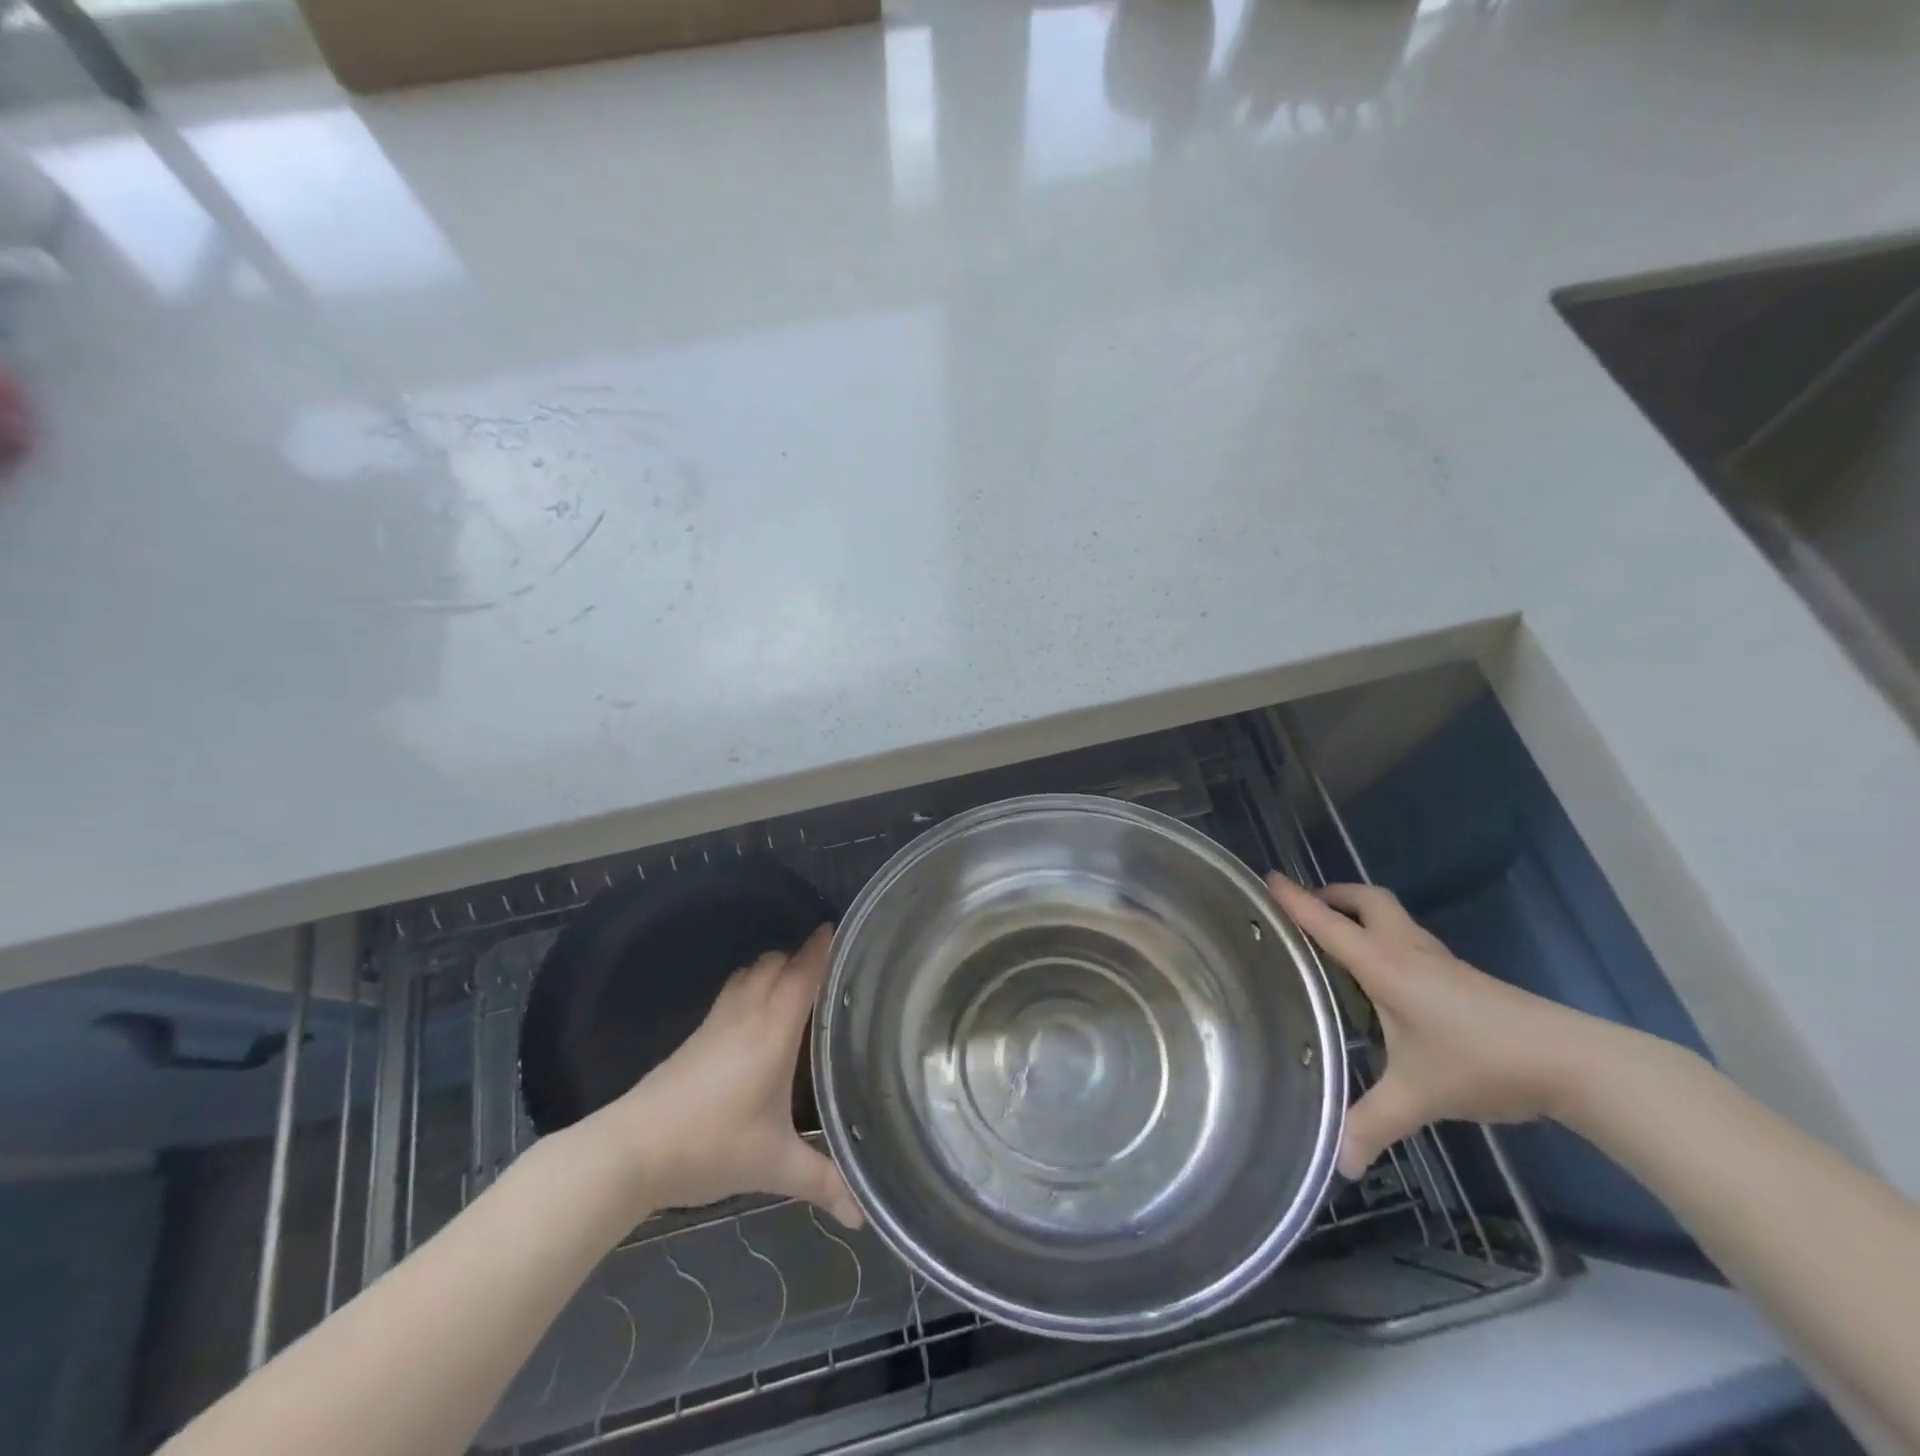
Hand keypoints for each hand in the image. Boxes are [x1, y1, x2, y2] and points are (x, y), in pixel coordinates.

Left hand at [591, 924, 863, 1227]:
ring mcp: (717, 1022)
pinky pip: (732, 992)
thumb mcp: (774, 1166)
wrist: (632, 1149)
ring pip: (750, 973)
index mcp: (772, 1032)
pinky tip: (757, 1013)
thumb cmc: (710, 1147)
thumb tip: (863, 1215)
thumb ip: (822, 1182)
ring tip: (797, 982)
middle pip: (775, 964)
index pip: (801, 976)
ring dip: (773, 967)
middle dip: (801, 956)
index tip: (838, 929)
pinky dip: (751, 985)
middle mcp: (747, 1015)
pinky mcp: (696, 1036)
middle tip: (829, 964)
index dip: (820, 950)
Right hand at [1268, 875, 1606, 1178]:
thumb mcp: (1418, 1096)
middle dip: (1334, 895)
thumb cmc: (1480, 1062)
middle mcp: (1407, 951)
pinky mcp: (1461, 976)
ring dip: (1360, 914)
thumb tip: (1339, 1164)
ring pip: (1391, 917)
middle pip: (1367, 900)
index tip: (1269, 878)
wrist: (1572, 1061)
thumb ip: (1373, 1124)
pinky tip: (1383, 977)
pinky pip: (1408, 940)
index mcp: (1385, 965)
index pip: (1329, 924)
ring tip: (1336, 939)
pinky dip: (1383, 938)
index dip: (1296, 900)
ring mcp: (1439, 961)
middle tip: (1307, 908)